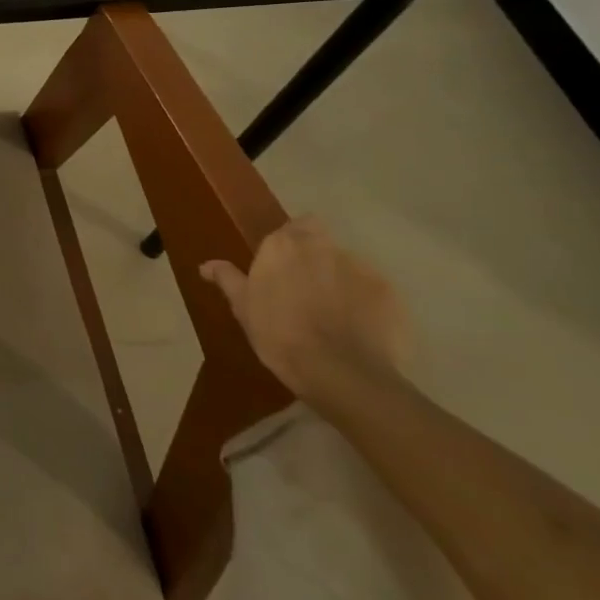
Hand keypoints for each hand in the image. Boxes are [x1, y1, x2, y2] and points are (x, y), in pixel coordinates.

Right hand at [200, 216, 411, 403]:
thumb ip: (227, 278)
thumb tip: (207, 265)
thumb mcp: (243, 307)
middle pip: (322, 240)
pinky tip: (360, 329)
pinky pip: (376, 292)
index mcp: (283, 245)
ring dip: (342, 280)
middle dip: (316, 257)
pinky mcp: (392, 296)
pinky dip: (368, 304)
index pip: (294, 226)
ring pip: (349, 266)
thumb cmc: (279, 334)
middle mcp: (323, 247)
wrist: (341, 374)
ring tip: (336, 313)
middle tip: (306, 288)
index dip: (290, 243)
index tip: (283, 265)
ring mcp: (362, 270)